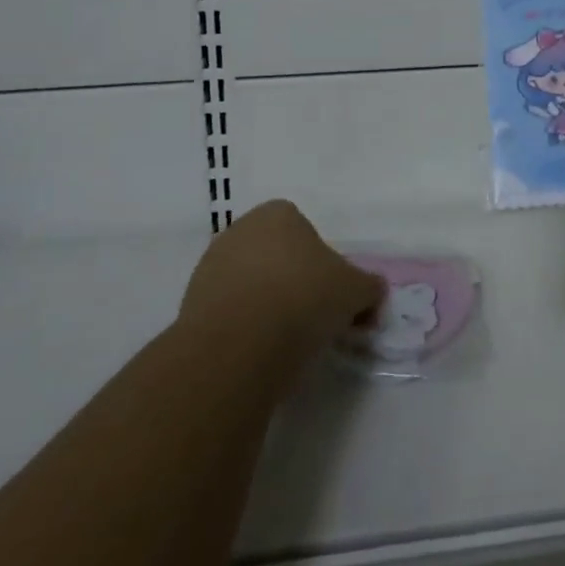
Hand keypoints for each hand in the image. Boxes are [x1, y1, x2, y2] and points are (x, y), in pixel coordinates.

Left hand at [179, 201, 384, 365]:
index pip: (306, 231)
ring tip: (282, 341)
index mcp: (279, 213)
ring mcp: (209, 266)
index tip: (330, 295)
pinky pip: (227, 312)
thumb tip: (374, 292)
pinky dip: (241, 328)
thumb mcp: (354, 291)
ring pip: (249, 284)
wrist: (238, 347)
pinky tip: (255, 352)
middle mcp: (240, 229)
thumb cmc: (304, 299)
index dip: (321, 264)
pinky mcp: (190, 305)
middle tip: (310, 317)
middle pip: (275, 255)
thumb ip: (368, 287)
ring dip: (264, 304)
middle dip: (290, 281)